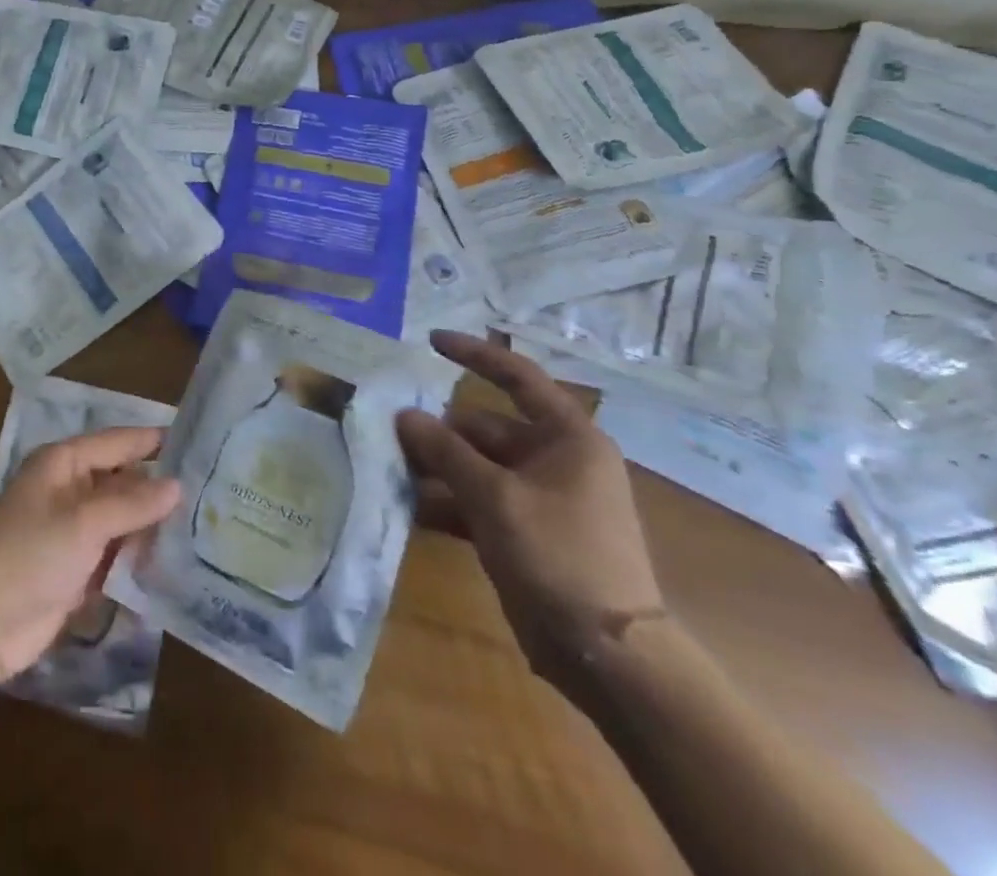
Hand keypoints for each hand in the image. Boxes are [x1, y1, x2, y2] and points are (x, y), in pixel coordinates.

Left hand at [0, 426, 181, 680]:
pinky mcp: (74, 572)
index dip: (153, 442)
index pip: (116, 442)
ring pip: (121, 522)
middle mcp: (68, 491)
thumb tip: (177, 485)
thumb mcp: (83, 522)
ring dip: (151, 529)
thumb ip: (131, 504)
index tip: (198, 442)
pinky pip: (114, 557)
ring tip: (206, 531)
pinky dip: (137, 561)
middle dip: (158, 490)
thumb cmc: (29, 555)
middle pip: (121, 483)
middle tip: (213, 494)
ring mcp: (71, 533)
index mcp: (63, 464)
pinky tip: (174, 568)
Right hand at [395, 331, 663, 698]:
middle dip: (436, 431)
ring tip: (388, 469)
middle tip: (387, 432)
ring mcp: (540, 497)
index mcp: (567, 439)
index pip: (518, 377)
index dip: (474, 355)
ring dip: (435, 467)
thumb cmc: (559, 556)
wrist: (608, 655)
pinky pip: (478, 501)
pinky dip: (447, 501)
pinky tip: (408, 508)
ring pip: (476, 465)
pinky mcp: (526, 531)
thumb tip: (404, 415)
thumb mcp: (494, 497)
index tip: (429, 341)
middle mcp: (556, 460)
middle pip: (484, 427)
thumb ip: (444, 451)